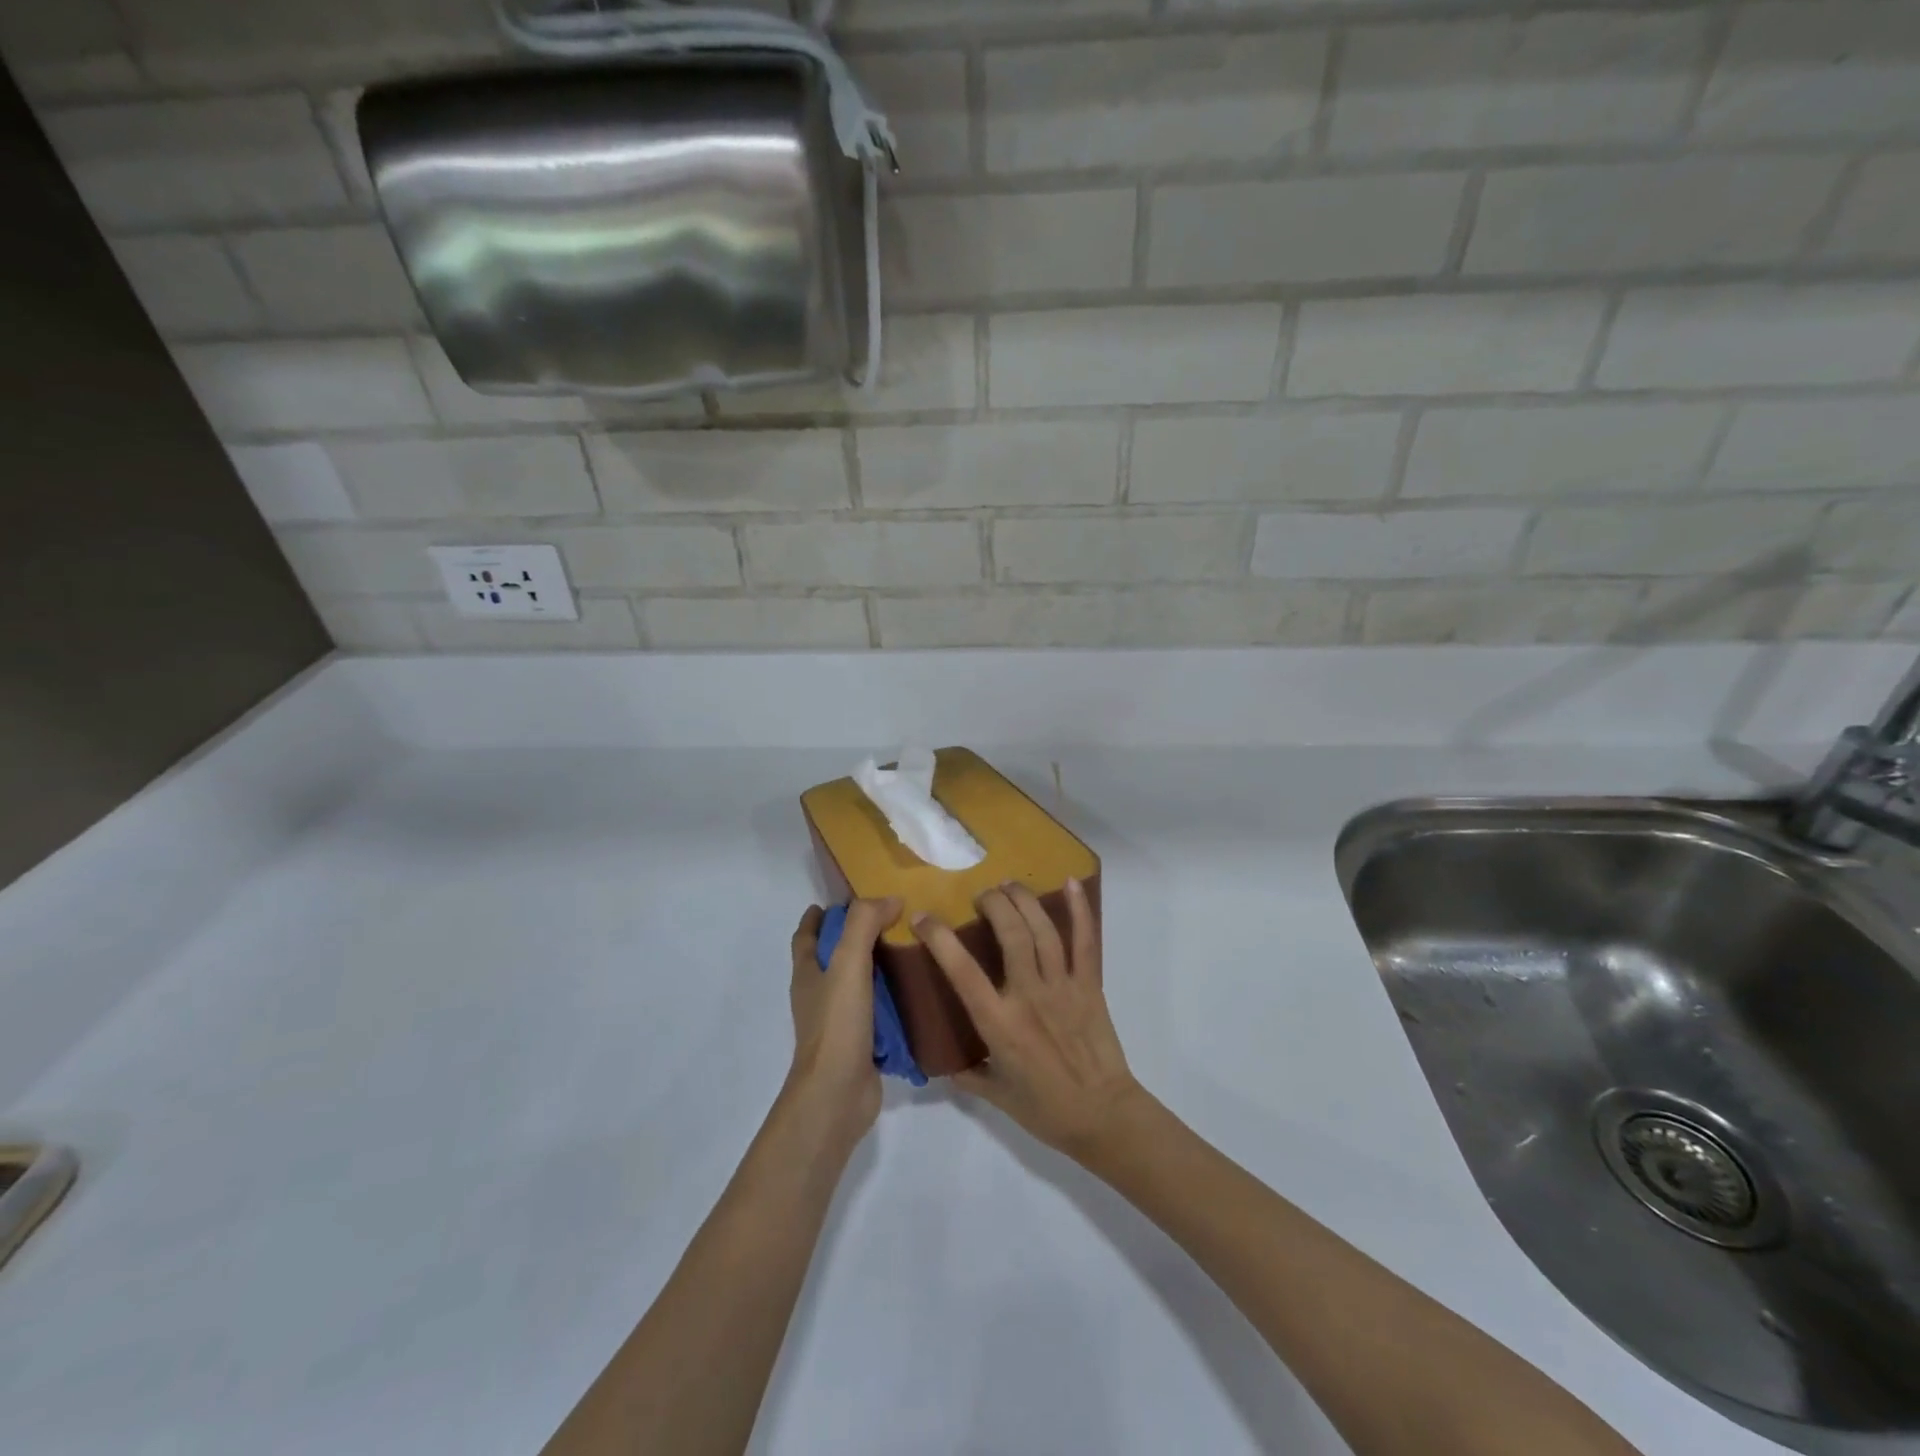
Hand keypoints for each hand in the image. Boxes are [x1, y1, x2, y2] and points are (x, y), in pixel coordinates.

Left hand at [787, 898, 900, 1146]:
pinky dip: (892, 998)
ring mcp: (839, 1020)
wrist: (837, 1093)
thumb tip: (891, 898)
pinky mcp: (861, 1042)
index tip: (844, 899)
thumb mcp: (848, 962)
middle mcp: (819, 994)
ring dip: (878, 966)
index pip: (807, 935)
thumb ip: (864, 924)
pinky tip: (917, 990)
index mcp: (808, 972)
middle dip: (855, 936)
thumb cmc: (837, 1023)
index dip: (819, 915)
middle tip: (892, 918)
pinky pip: (878, 1012)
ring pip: (858, 983)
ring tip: (912, 948)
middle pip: (833, 956)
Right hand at [913, 879, 1141, 1161]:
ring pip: (1044, 931)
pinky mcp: (1090, 985)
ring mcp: (1063, 987)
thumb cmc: (1046, 1110)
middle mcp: (1030, 997)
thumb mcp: (995, 1095)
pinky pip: (1086, 941)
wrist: (1103, 1117)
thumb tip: (944, 1060)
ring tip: (1009, 885)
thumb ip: (967, 1073)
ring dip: (1025, 900)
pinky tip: (1069, 883)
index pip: (963, 972)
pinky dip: (1080, 909)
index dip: (940, 939)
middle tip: (981, 894)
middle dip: (994, 904)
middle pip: (1012, 935)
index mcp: (1000, 1025)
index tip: (923, 917)